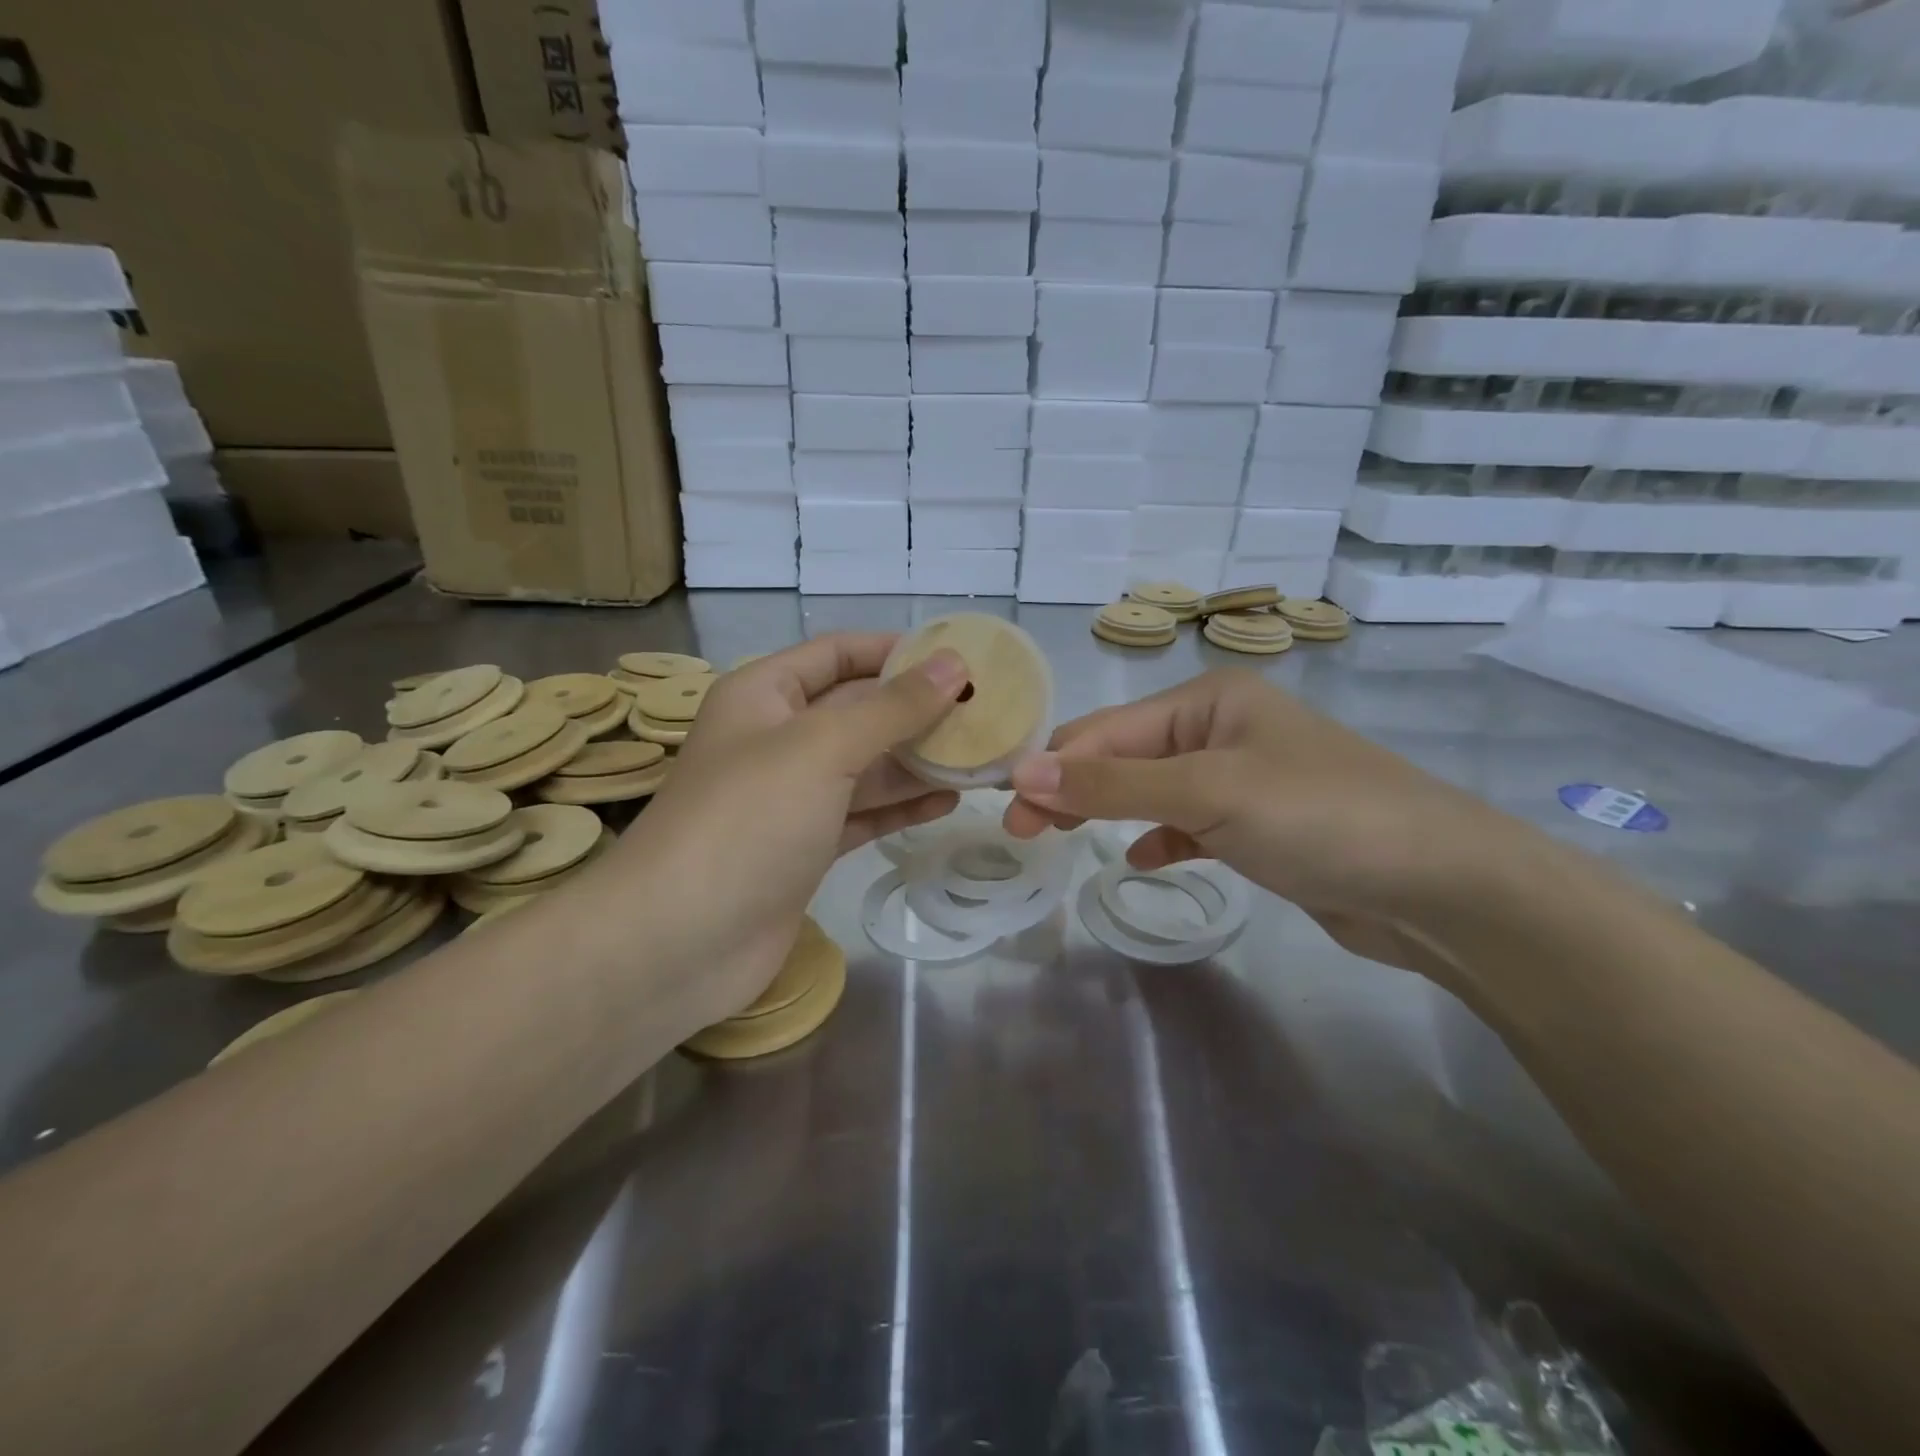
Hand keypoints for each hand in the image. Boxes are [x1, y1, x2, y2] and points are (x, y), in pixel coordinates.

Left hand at [598, 634, 967, 1030]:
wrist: (678, 942)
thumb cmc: (747, 821)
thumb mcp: (822, 748)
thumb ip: (892, 707)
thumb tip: (954, 666)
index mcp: (765, 695)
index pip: (838, 653)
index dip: (897, 650)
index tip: (960, 658)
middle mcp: (777, 738)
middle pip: (859, 710)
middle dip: (918, 710)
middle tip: (988, 711)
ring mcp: (791, 798)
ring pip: (866, 765)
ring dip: (919, 761)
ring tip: (982, 756)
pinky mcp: (805, 847)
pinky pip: (863, 813)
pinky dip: (902, 806)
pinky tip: (949, 802)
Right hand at [1004, 669, 1537, 981]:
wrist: (1442, 887)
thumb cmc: (1319, 817)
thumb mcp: (1206, 793)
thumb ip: (1111, 784)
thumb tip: (1022, 773)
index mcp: (1207, 700)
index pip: (1106, 730)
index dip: (1053, 769)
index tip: (1008, 812)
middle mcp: (1220, 729)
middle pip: (1125, 757)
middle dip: (1074, 790)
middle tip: (1025, 836)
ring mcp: (1242, 778)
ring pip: (1152, 791)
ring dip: (1111, 812)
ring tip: (1066, 843)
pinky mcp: (1259, 826)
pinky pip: (1189, 823)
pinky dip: (1162, 838)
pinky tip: (1147, 860)